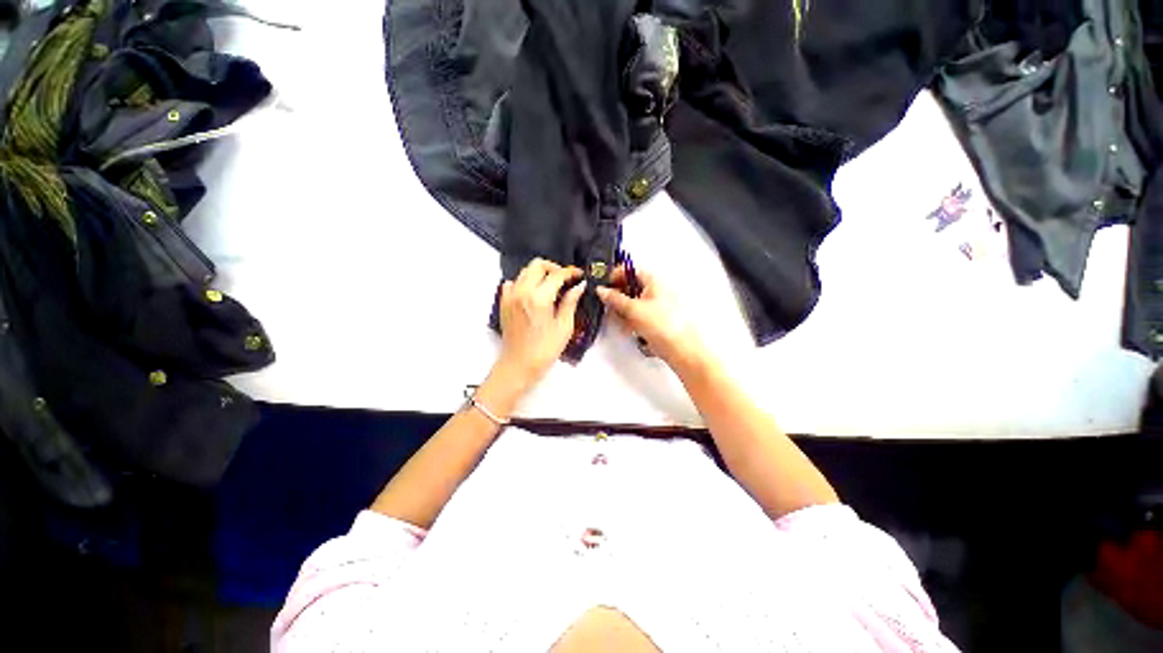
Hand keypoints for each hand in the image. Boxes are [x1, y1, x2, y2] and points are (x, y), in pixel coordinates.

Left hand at [494, 258, 585, 390]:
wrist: (519, 365)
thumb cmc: (545, 350)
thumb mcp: (564, 327)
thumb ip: (570, 302)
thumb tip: (579, 286)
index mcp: (539, 298)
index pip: (557, 274)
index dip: (570, 272)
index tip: (579, 275)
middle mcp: (522, 291)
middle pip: (537, 265)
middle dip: (554, 268)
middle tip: (565, 279)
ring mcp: (510, 296)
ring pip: (525, 271)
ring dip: (539, 274)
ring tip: (551, 286)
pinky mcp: (504, 303)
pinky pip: (513, 282)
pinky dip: (524, 282)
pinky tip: (533, 293)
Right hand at [596, 266, 708, 372]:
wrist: (681, 349)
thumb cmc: (663, 325)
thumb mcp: (633, 309)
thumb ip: (614, 299)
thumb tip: (602, 291)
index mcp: (654, 280)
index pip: (630, 270)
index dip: (615, 275)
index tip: (603, 285)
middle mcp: (656, 290)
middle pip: (631, 286)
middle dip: (617, 295)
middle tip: (607, 304)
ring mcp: (657, 305)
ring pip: (634, 302)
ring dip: (622, 310)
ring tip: (617, 319)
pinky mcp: (657, 319)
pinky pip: (639, 314)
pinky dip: (631, 319)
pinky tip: (628, 328)